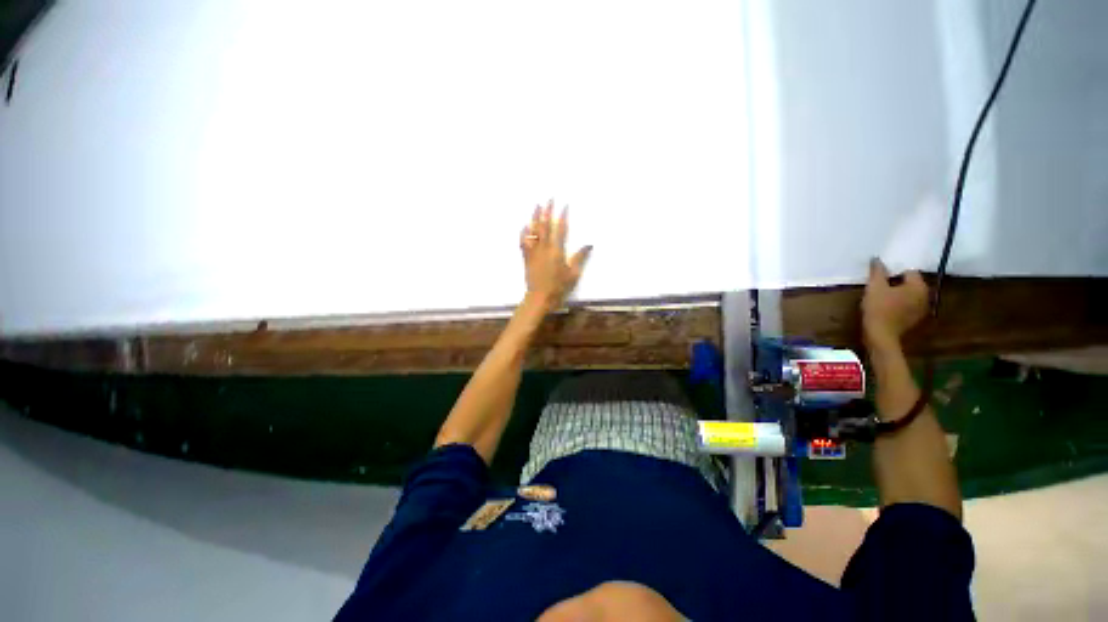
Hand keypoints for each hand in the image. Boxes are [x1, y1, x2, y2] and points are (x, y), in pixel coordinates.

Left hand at [520, 199, 591, 312]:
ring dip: (534, 217)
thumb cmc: (558, 287)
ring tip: (536, 206)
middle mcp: (544, 248)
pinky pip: (524, 243)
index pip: (560, 229)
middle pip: (544, 226)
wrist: (539, 298)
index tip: (564, 205)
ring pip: (533, 231)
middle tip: (548, 199)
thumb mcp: (573, 274)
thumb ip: (579, 258)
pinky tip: (524, 226)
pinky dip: (524, 233)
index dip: (562, 216)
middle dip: (547, 211)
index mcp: (556, 251)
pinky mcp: (526, 258)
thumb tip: (588, 245)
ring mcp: (533, 252)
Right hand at [862, 258, 928, 350]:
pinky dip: (899, 304)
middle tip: (880, 286)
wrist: (881, 334)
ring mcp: (922, 309)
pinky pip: (908, 305)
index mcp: (919, 286)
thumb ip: (877, 271)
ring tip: (882, 297)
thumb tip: (877, 259)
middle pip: (910, 283)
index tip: (880, 278)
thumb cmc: (879, 308)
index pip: (908, 271)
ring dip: (898, 294)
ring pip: (909, 295)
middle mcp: (925, 295)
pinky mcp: (915, 319)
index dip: (893, 272)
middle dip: (897, 283)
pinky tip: (887, 308)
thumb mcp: (874, 286)